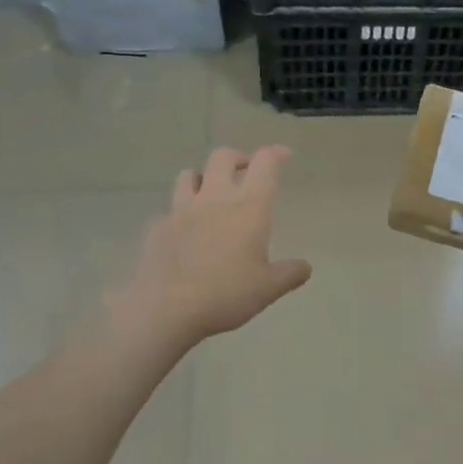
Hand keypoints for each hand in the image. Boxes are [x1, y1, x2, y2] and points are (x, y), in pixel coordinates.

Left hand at [106, 146, 311, 351]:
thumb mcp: (268, 288)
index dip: (275, 153)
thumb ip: (290, 273)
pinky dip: (178, 214)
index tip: (283, 156)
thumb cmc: (226, 294)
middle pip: (223, 157)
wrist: (166, 310)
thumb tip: (305, 267)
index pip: (265, 163)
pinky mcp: (157, 227)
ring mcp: (181, 210)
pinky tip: (183, 232)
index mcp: (249, 207)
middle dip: (237, 158)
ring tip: (210, 195)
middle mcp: (215, 198)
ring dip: (202, 178)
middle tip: (246, 172)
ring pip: (189, 174)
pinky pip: (168, 210)